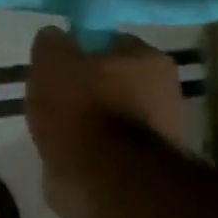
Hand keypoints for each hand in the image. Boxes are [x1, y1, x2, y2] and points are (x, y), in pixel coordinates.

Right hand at [25, 28, 185, 185]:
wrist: (105, 180)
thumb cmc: (80, 110)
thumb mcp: (52, 63)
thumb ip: (52, 44)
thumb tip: (55, 36)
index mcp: (148, 58)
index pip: (109, 42)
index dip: (79, 52)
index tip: (55, 67)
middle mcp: (165, 90)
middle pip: (114, 80)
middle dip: (86, 89)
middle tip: (53, 100)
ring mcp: (160, 131)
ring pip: (112, 116)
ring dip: (88, 122)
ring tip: (57, 133)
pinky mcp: (146, 166)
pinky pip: (110, 148)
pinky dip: (91, 150)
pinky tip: (69, 155)